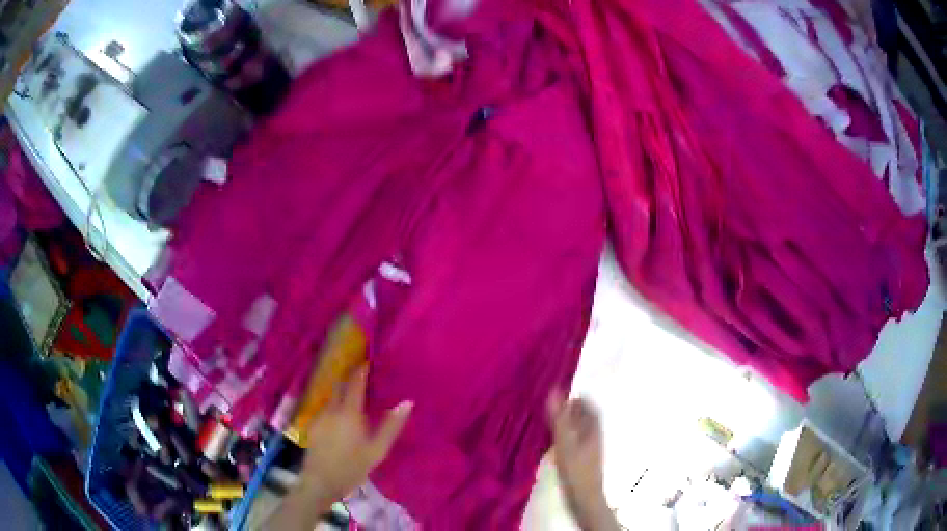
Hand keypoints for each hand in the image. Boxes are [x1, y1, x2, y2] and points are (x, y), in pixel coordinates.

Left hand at [269, 367, 411, 530]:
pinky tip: (340, 418)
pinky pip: (326, 409)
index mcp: (349, 412)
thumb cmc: (353, 467)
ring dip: (341, 393)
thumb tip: (407, 403)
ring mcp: (319, 416)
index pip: (354, 383)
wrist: (321, 481)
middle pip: (339, 386)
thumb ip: (391, 426)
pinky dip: (334, 406)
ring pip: (331, 397)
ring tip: (353, 399)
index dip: (361, 370)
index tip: (368, 361)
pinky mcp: (313, 425)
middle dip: (349, 378)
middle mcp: (331, 409)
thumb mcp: (377, 450)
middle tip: (362, 377)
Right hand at [547, 391, 618, 530]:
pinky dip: (567, 436)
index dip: (579, 398)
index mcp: (593, 429)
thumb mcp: (564, 442)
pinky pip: (576, 441)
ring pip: (581, 430)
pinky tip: (555, 443)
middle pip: (586, 417)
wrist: (585, 499)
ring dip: (569, 423)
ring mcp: (591, 450)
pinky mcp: (584, 461)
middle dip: (573, 410)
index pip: (590, 406)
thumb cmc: (575, 470)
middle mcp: (595, 436)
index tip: (563, 392)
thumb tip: (554, 390)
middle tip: (553, 406)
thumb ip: (559, 418)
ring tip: (551, 421)